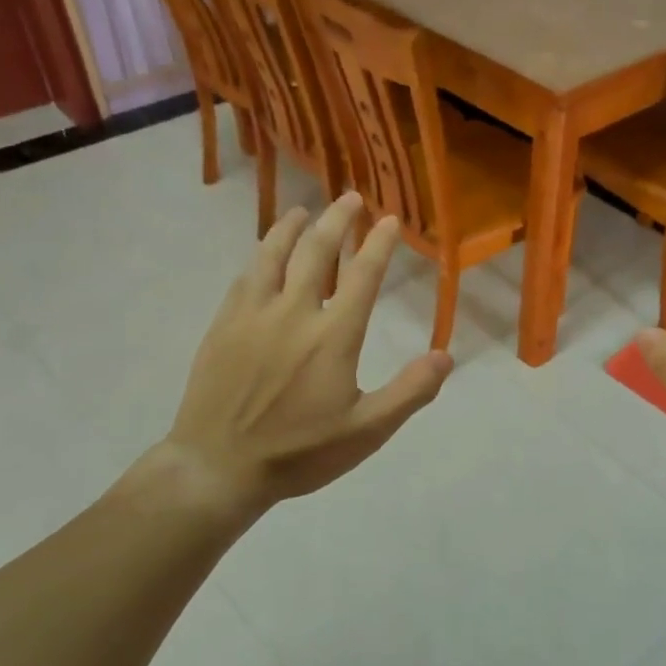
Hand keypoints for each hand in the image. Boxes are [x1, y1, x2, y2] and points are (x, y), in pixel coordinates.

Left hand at [132, 193, 451, 522]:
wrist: (218, 467)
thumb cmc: (299, 453)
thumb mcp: (367, 431)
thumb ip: (410, 392)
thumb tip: (446, 356)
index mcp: (333, 336)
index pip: (363, 276)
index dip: (379, 243)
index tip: (389, 219)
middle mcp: (293, 312)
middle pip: (317, 251)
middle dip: (337, 219)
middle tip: (350, 199)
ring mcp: (252, 315)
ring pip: (273, 254)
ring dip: (292, 227)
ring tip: (304, 211)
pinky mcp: (223, 325)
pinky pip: (245, 277)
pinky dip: (260, 256)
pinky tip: (265, 255)